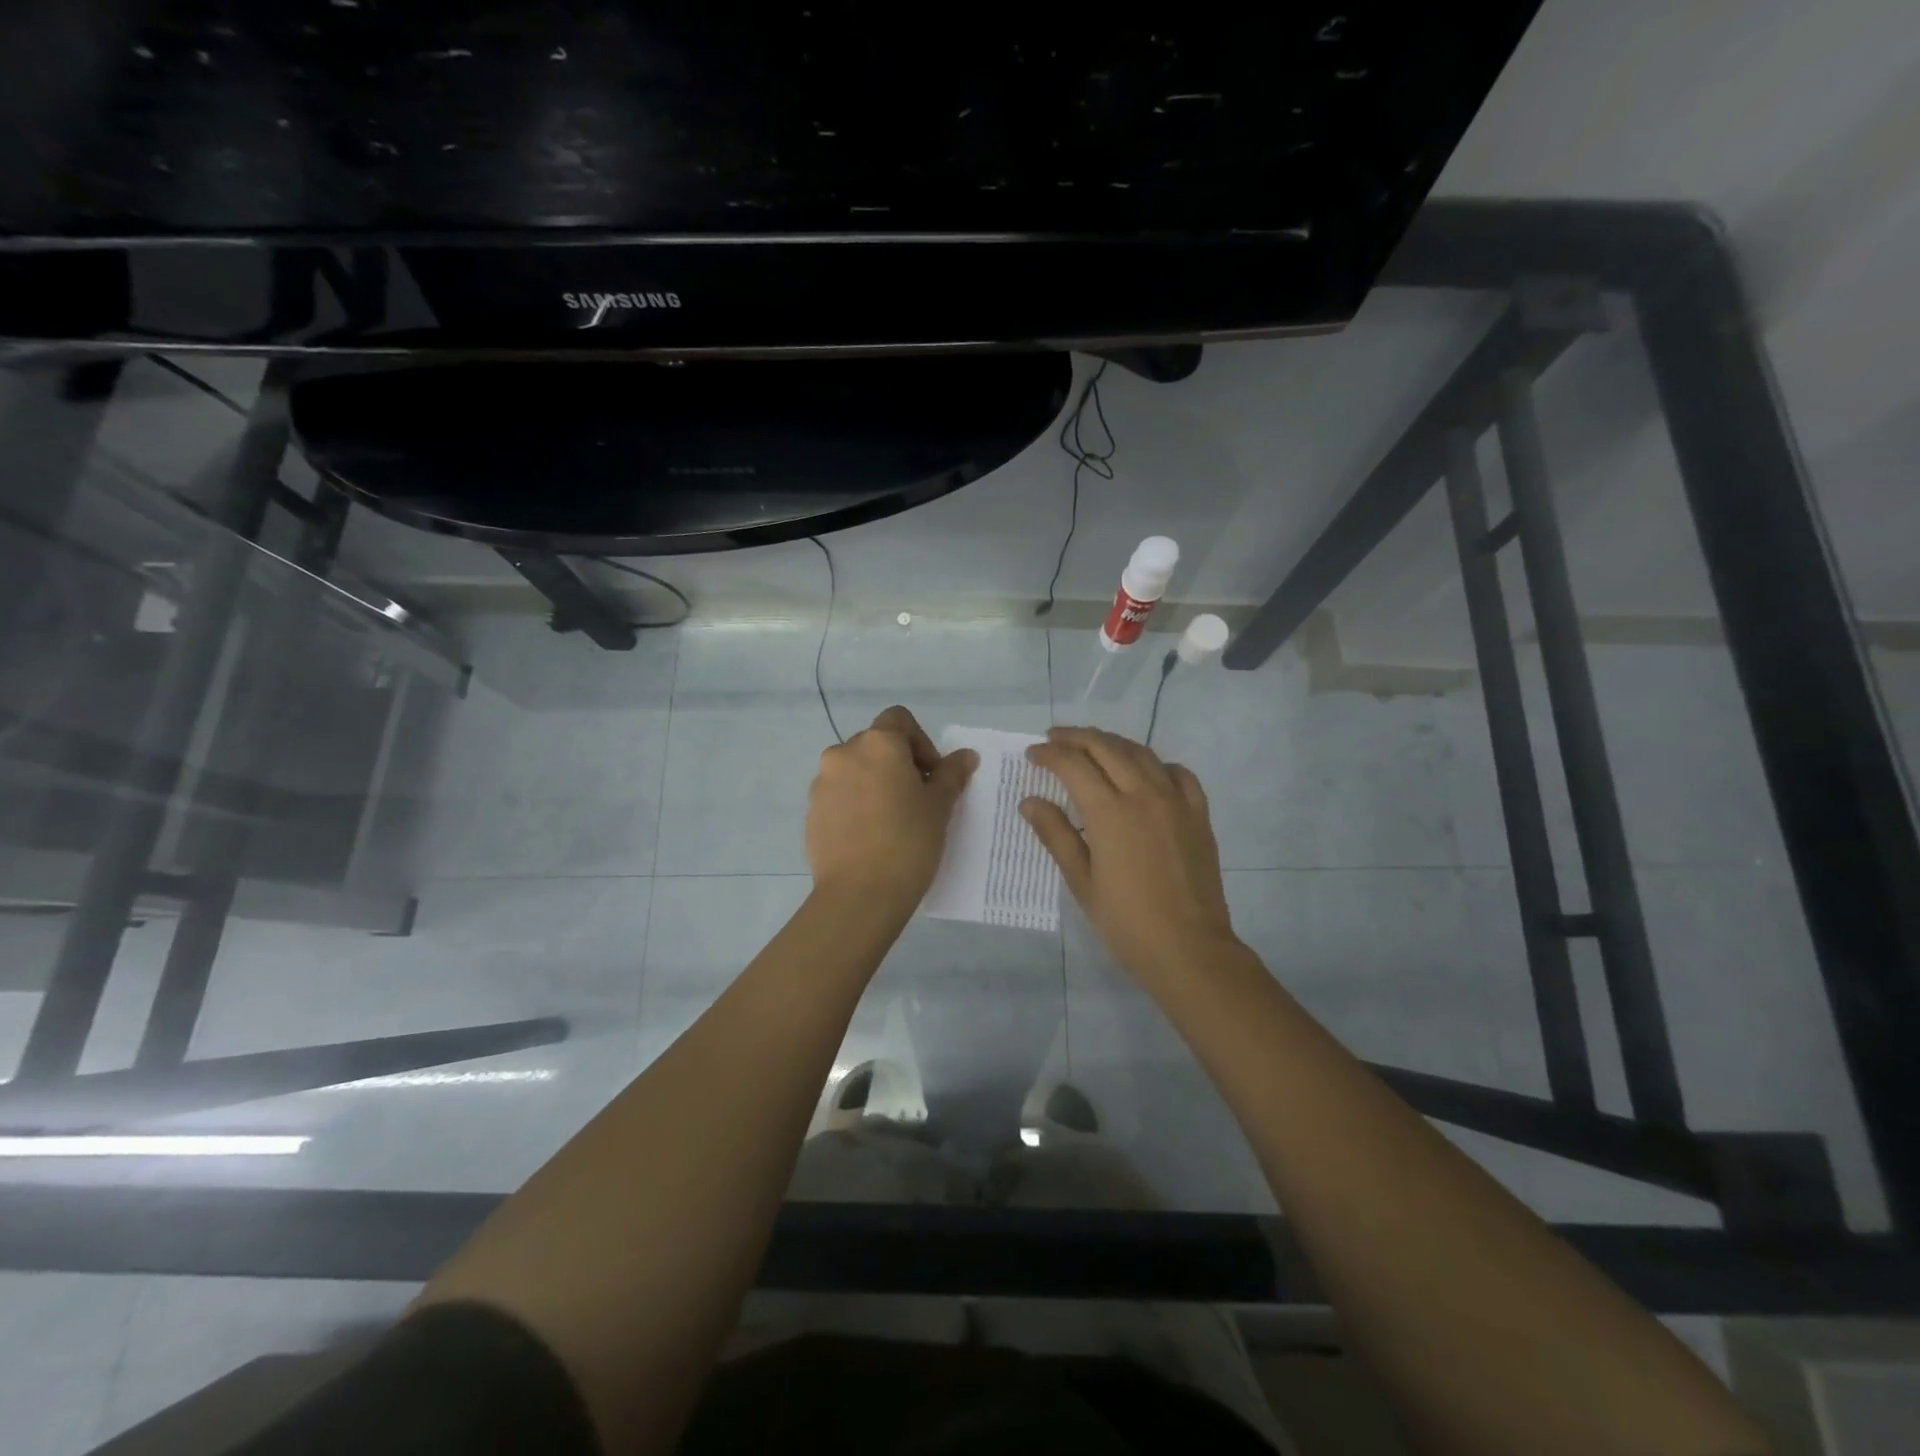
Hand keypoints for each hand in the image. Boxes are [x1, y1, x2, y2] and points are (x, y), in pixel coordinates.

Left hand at [806, 706, 977, 907]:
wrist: (859, 895)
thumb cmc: (908, 842)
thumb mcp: (939, 806)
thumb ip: (951, 774)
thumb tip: (965, 755)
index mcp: (877, 744)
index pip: (899, 720)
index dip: (920, 742)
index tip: (931, 775)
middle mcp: (844, 754)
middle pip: (875, 744)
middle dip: (897, 763)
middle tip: (916, 798)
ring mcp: (822, 783)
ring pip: (854, 770)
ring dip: (874, 782)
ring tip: (890, 819)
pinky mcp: (811, 812)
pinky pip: (839, 796)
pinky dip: (855, 804)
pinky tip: (870, 835)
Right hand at [1022, 726, 1238, 992]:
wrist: (1188, 947)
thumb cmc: (1126, 921)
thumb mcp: (1082, 881)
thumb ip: (1056, 835)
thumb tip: (1030, 801)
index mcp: (1110, 812)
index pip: (1073, 765)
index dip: (1049, 754)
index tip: (1033, 754)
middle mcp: (1144, 794)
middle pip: (1106, 748)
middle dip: (1076, 737)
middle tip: (1055, 738)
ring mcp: (1176, 801)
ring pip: (1142, 753)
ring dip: (1112, 743)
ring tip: (1092, 746)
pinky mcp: (1198, 814)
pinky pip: (1179, 774)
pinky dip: (1157, 764)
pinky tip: (1146, 773)